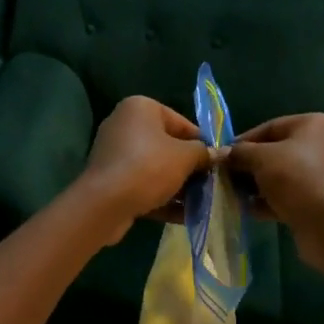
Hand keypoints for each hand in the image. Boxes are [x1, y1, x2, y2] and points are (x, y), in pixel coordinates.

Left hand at [77, 96, 211, 243]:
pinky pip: (143, 185)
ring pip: (156, 169)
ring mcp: (115, 154)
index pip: (181, 123)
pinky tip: (186, 216)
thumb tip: (220, 153)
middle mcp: (125, 125)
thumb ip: (203, 153)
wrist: (104, 204)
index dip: (202, 144)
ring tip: (203, 203)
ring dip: (179, 186)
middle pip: (168, 146)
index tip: (217, 163)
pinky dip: (162, 198)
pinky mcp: (111, 180)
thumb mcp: (184, 157)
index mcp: (140, 108)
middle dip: (190, 168)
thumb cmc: (148, 167)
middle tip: (211, 184)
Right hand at [225, 114, 323, 264]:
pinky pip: (292, 195)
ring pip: (284, 175)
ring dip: (259, 185)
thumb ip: (240, 153)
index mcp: (316, 125)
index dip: (244, 141)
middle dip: (250, 165)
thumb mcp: (261, 158)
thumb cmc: (297, 178)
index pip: (271, 127)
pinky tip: (250, 210)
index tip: (224, 156)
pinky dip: (272, 201)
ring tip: (235, 195)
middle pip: (277, 151)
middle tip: (226, 176)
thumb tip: (222, 154)